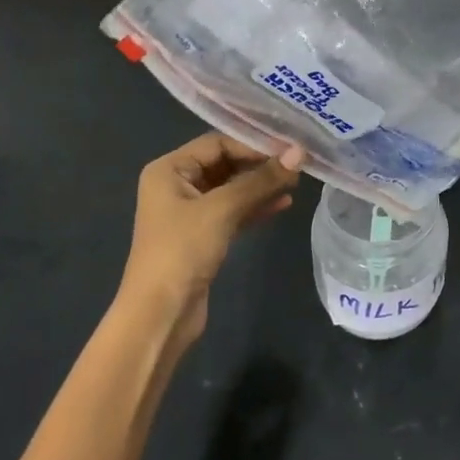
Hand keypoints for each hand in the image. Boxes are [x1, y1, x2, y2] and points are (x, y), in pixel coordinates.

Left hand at [121, 133, 305, 346]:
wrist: (160, 316)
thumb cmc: (183, 251)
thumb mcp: (222, 209)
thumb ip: (261, 179)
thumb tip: (299, 152)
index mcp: (169, 169)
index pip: (217, 143)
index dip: (253, 144)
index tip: (289, 148)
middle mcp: (176, 184)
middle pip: (225, 164)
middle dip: (260, 164)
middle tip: (298, 164)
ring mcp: (190, 212)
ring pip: (232, 189)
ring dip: (261, 185)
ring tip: (296, 182)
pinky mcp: (203, 236)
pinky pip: (233, 211)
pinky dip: (255, 206)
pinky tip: (284, 203)